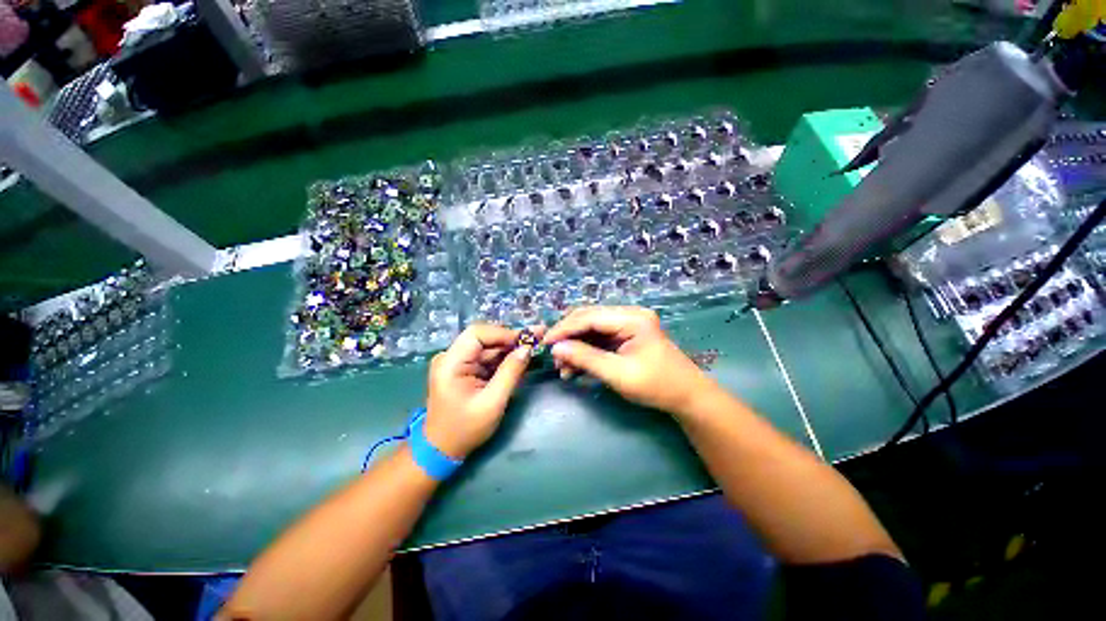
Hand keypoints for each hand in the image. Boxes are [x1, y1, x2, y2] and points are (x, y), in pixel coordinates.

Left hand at [424, 324, 541, 458]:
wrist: (443, 449)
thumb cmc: (465, 429)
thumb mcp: (492, 402)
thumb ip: (510, 372)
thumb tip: (527, 348)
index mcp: (450, 362)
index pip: (477, 333)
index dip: (503, 333)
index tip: (526, 340)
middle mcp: (451, 357)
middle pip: (484, 338)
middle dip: (510, 339)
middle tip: (537, 338)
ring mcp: (457, 363)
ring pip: (488, 347)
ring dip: (510, 348)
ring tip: (534, 346)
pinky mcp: (464, 370)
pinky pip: (487, 358)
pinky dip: (504, 359)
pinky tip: (521, 358)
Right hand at [542, 306, 714, 414]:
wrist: (687, 397)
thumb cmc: (656, 386)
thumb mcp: (618, 374)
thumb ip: (585, 358)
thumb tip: (556, 348)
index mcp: (631, 318)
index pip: (589, 317)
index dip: (564, 329)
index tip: (544, 343)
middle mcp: (628, 314)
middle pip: (588, 319)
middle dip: (568, 337)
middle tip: (553, 357)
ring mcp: (627, 324)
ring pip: (591, 329)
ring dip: (575, 346)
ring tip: (563, 369)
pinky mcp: (625, 335)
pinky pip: (599, 339)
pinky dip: (586, 352)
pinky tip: (575, 367)